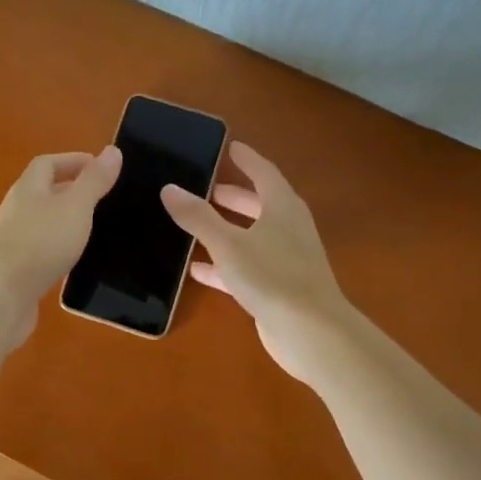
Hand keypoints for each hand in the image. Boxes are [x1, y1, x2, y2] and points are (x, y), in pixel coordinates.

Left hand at [0, 146, 121, 349]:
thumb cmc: (40, 243)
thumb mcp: (76, 207)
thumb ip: (94, 181)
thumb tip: (112, 150)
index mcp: (28, 189)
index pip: (47, 163)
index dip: (73, 161)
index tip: (101, 168)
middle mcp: (15, 210)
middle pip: (42, 192)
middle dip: (70, 191)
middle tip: (102, 199)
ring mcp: (11, 241)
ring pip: (41, 222)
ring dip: (64, 221)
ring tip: (92, 229)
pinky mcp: (13, 270)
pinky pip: (38, 250)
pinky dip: (57, 248)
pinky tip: (72, 261)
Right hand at [161, 142, 350, 381]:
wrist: (311, 332)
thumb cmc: (271, 277)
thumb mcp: (227, 243)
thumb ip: (197, 216)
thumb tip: (169, 188)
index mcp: (282, 207)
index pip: (263, 172)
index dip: (246, 159)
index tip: (229, 147)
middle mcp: (288, 228)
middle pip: (259, 204)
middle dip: (233, 196)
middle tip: (205, 187)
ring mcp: (286, 259)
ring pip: (252, 236)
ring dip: (227, 229)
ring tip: (196, 223)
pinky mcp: (278, 288)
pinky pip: (247, 267)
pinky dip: (224, 264)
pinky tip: (197, 269)